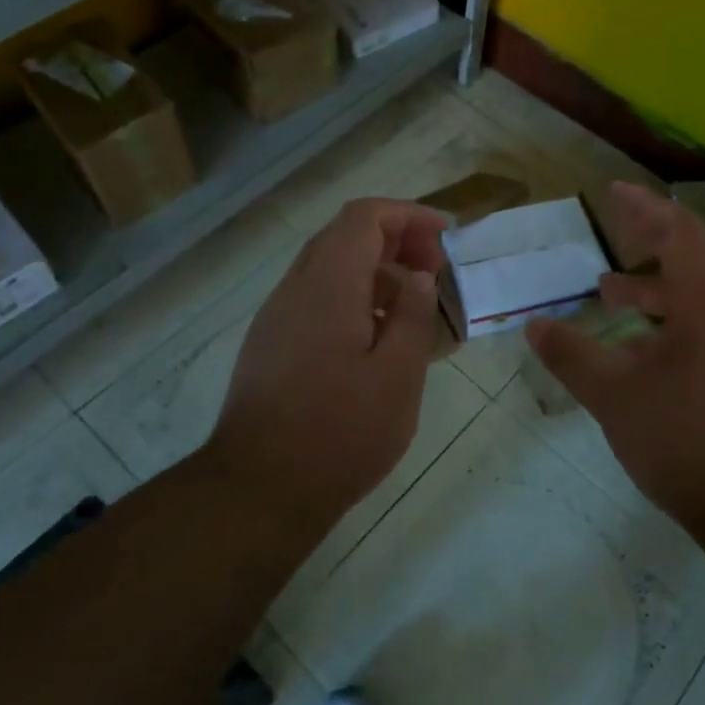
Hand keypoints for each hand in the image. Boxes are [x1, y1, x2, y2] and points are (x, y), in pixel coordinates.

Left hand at [211, 198, 445, 515]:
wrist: (260, 488)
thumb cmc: (341, 432)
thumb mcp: (398, 375)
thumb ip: (414, 315)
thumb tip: (418, 275)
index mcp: (329, 284)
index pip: (364, 217)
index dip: (408, 215)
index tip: (445, 238)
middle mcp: (296, 287)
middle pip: (344, 236)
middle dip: (395, 240)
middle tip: (434, 271)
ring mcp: (277, 315)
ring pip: (329, 267)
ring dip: (374, 271)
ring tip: (414, 307)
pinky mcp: (270, 343)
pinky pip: (315, 299)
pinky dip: (352, 298)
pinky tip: (377, 340)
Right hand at [526, 182, 704, 527]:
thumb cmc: (688, 437)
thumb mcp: (616, 395)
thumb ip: (572, 356)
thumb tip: (533, 325)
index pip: (679, 234)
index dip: (645, 208)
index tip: (612, 192)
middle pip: (690, 261)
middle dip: (648, 242)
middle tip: (612, 230)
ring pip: (691, 302)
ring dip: (650, 290)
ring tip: (607, 291)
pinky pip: (694, 333)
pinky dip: (659, 327)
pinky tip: (630, 353)